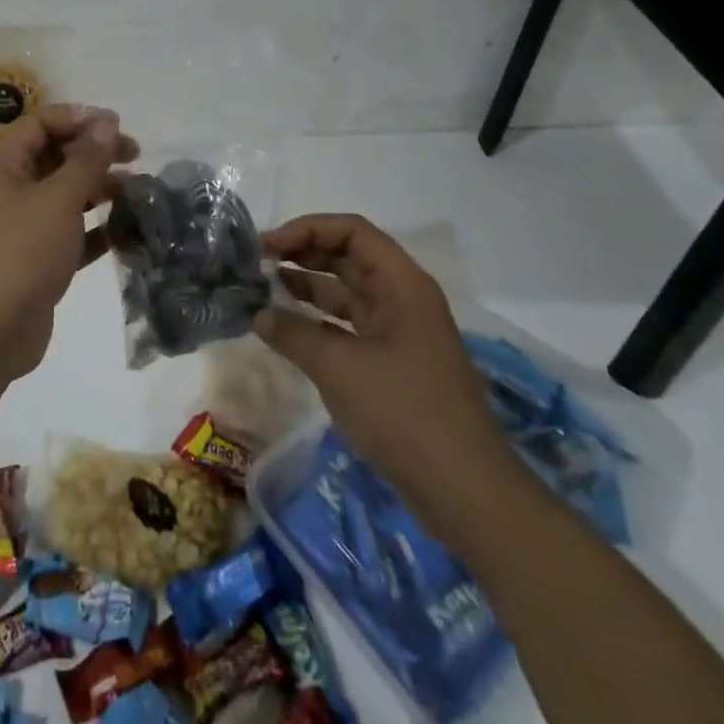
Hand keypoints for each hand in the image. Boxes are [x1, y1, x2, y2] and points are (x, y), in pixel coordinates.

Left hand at [0, 105, 138, 385]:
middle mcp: (9, 188)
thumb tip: (107, 121)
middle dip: (95, 154)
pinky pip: (71, 232)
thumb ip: (86, 159)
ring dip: (100, 190)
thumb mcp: (58, 198)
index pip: (42, 124)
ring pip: (65, 195)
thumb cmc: (20, 251)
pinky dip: (97, 228)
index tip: (117, 127)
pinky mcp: (36, 259)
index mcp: (2, 163)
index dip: (80, 119)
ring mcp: (21, 225)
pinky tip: (129, 230)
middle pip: (56, 157)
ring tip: (139, 193)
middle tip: (136, 158)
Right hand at [254, 215, 519, 519]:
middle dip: (302, 254)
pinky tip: (285, 329)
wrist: (467, 493)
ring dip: (306, 286)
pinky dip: (317, 321)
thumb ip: (293, 333)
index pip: (351, 231)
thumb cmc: (404, 413)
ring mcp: (399, 333)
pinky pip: (348, 326)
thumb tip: (258, 313)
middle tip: (256, 264)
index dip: (307, 229)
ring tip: (261, 290)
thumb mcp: (339, 367)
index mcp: (402, 285)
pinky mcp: (393, 364)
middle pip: (348, 257)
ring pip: (346, 292)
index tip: (267, 247)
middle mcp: (403, 299)